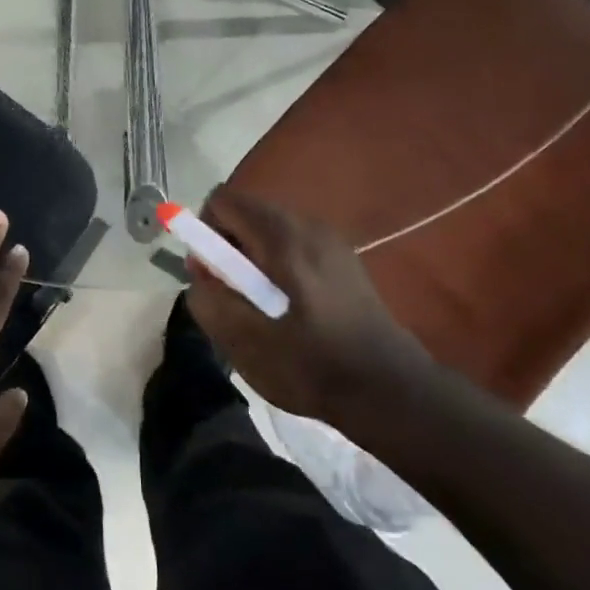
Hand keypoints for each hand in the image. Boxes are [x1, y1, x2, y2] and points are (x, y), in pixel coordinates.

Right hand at [184, 186, 435, 444]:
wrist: (389, 389)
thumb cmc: (312, 366)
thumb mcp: (245, 342)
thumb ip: (210, 300)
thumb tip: (201, 274)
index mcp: (283, 239)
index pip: (223, 201)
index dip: (204, 232)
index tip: (211, 274)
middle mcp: (308, 226)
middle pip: (247, 212)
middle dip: (227, 247)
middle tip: (231, 294)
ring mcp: (330, 240)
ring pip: (269, 229)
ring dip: (251, 258)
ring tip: (259, 304)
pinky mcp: (342, 259)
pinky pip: (292, 244)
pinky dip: (276, 263)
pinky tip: (287, 306)